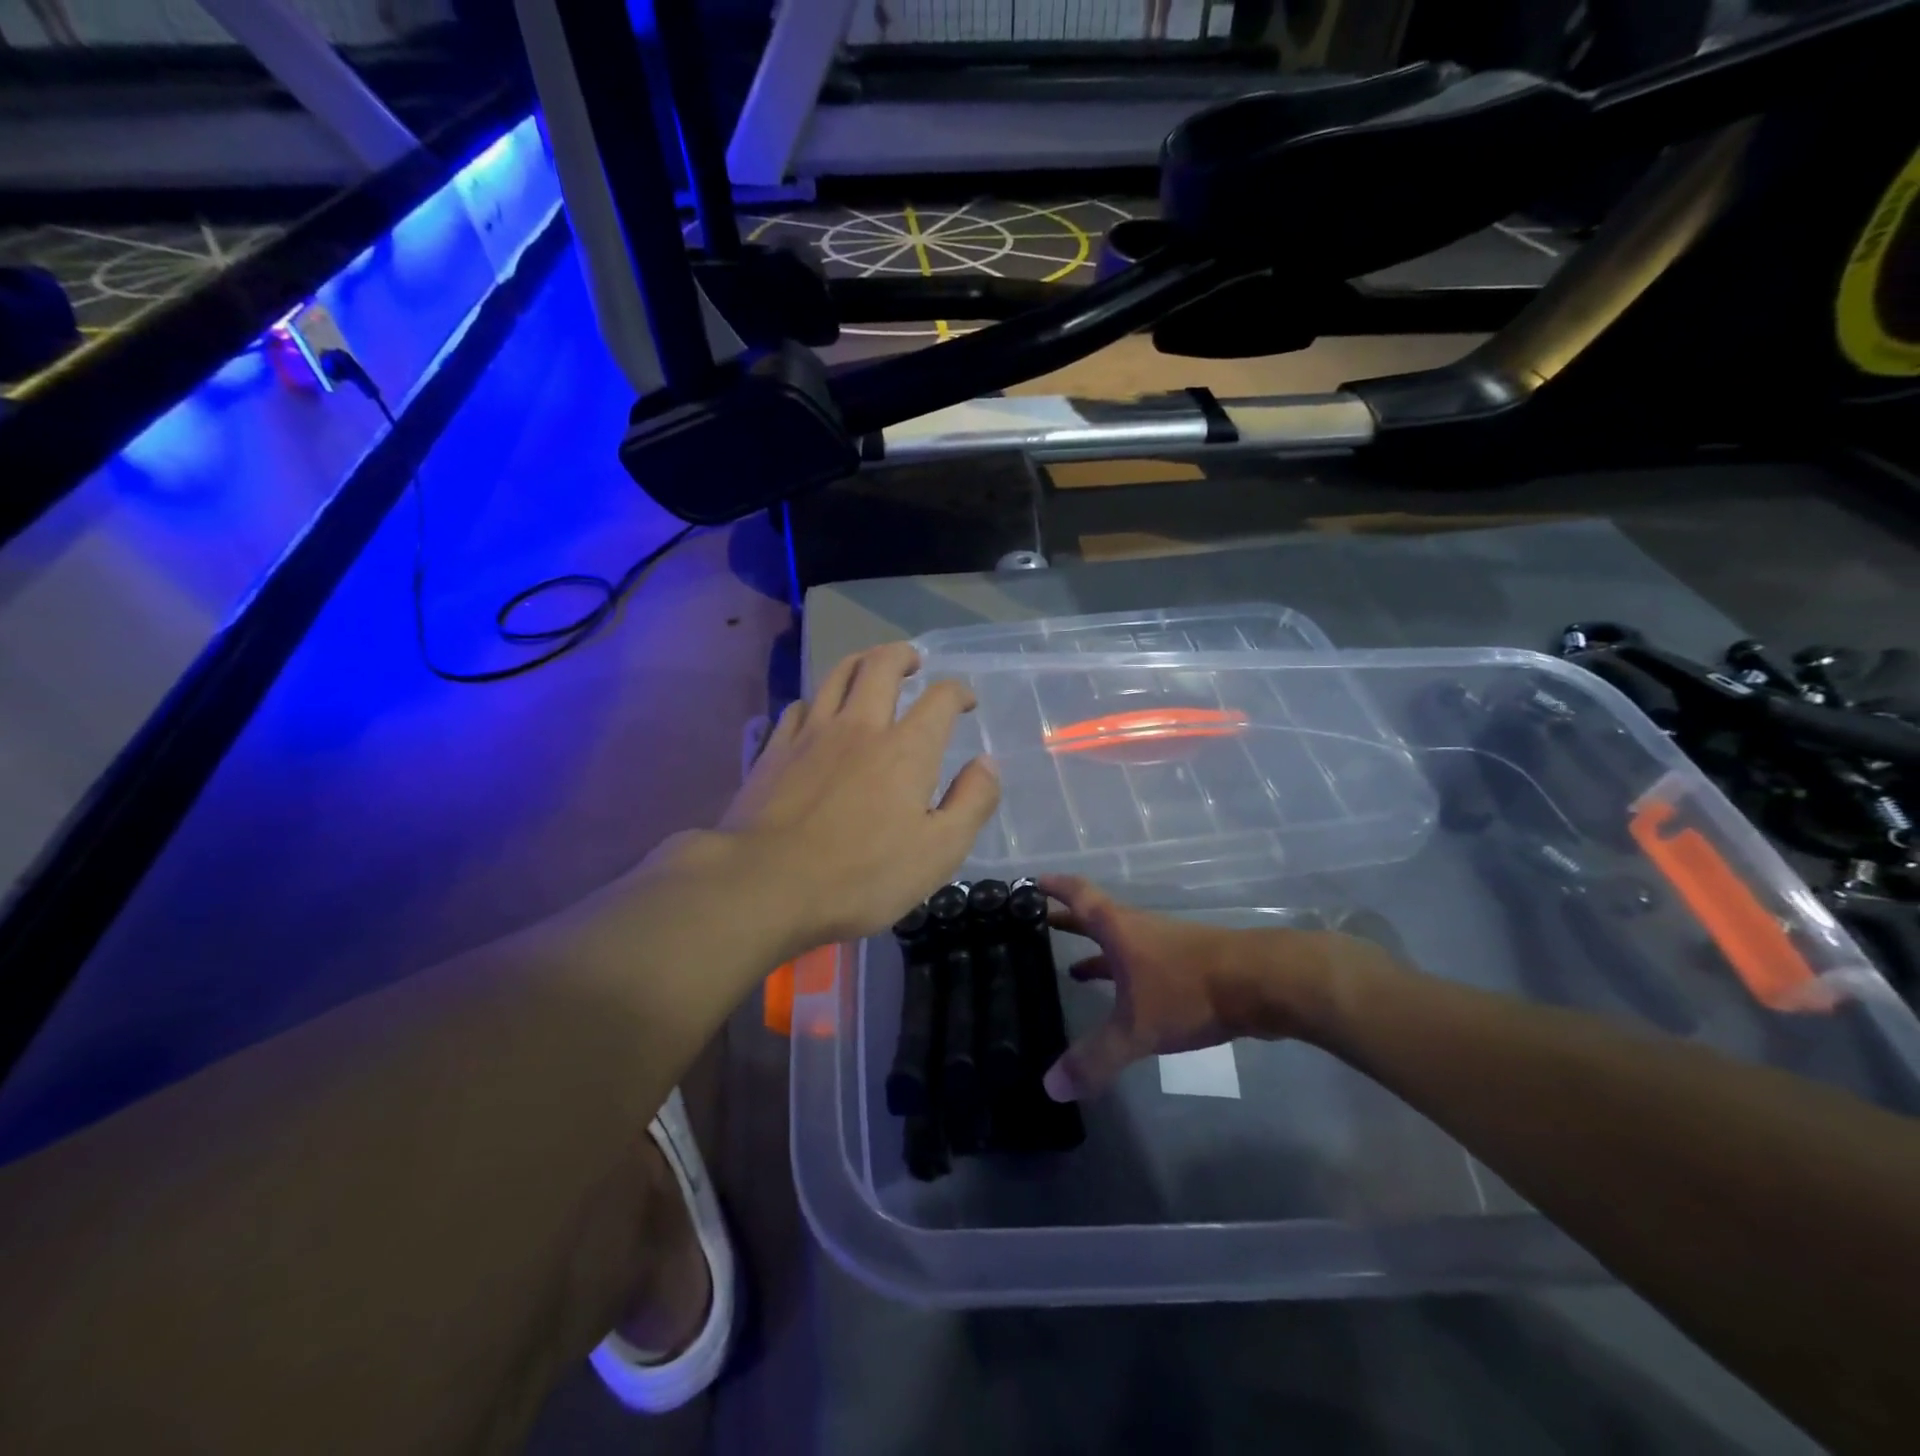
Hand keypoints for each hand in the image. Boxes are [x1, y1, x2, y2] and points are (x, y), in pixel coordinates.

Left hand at [704, 643, 998, 957]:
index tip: (964, 701)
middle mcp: (860, 726)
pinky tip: (818, 712)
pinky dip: (818, 699)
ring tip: (870, 667)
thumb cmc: (861, 877)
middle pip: (881, 665)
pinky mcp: (774, 750)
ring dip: (860, 662)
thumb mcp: (938, 853)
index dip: (958, 691)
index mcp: (906, 750)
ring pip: (837, 675)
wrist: (765, 885)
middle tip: (914, 661)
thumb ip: (971, 802)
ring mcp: (811, 734)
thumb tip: (988, 763)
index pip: (939, 699)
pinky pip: (799, 706)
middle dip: (903, 655)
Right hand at [1039, 876, 1401, 1102]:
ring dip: (1096, 951)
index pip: (1078, 895)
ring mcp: (1165, 945)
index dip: (1054, 886)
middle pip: (1096, 917)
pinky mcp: (1188, 964)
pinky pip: (1142, 962)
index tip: (1031, 881)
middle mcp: (1138, 929)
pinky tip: (1125, 998)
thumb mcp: (1137, 1028)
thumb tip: (1050, 1087)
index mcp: (1118, 929)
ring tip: (1071, 968)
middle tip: (1040, 925)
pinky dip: (1123, 973)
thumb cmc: (1189, 990)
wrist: (1263, 983)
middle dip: (1068, 921)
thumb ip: (1096, 1058)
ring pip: (1121, 942)